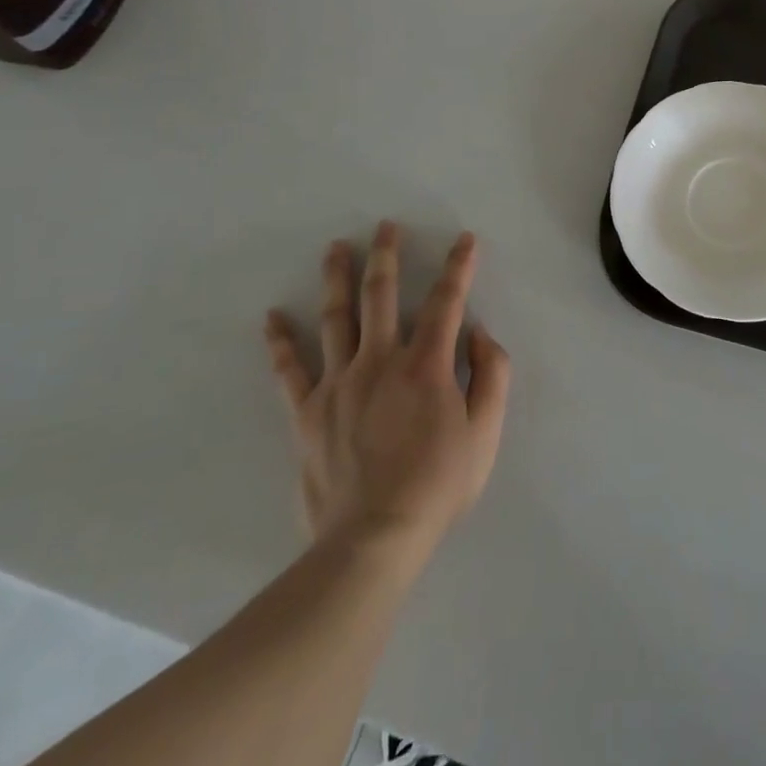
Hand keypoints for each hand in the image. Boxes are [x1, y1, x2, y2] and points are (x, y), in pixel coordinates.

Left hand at [263, 223, 509, 552]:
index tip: (465, 240)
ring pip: (336, 318)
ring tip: (336, 247)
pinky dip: (280, 342)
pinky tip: (272, 318)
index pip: (446, 302)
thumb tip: (480, 334)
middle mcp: (380, 361)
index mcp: (426, 365)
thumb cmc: (438, 485)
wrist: (374, 540)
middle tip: (385, 225)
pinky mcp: (307, 413)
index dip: (458, 267)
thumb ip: (492, 375)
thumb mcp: (486, 432)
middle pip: (382, 295)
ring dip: (337, 278)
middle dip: (386, 255)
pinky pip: (289, 370)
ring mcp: (338, 384)